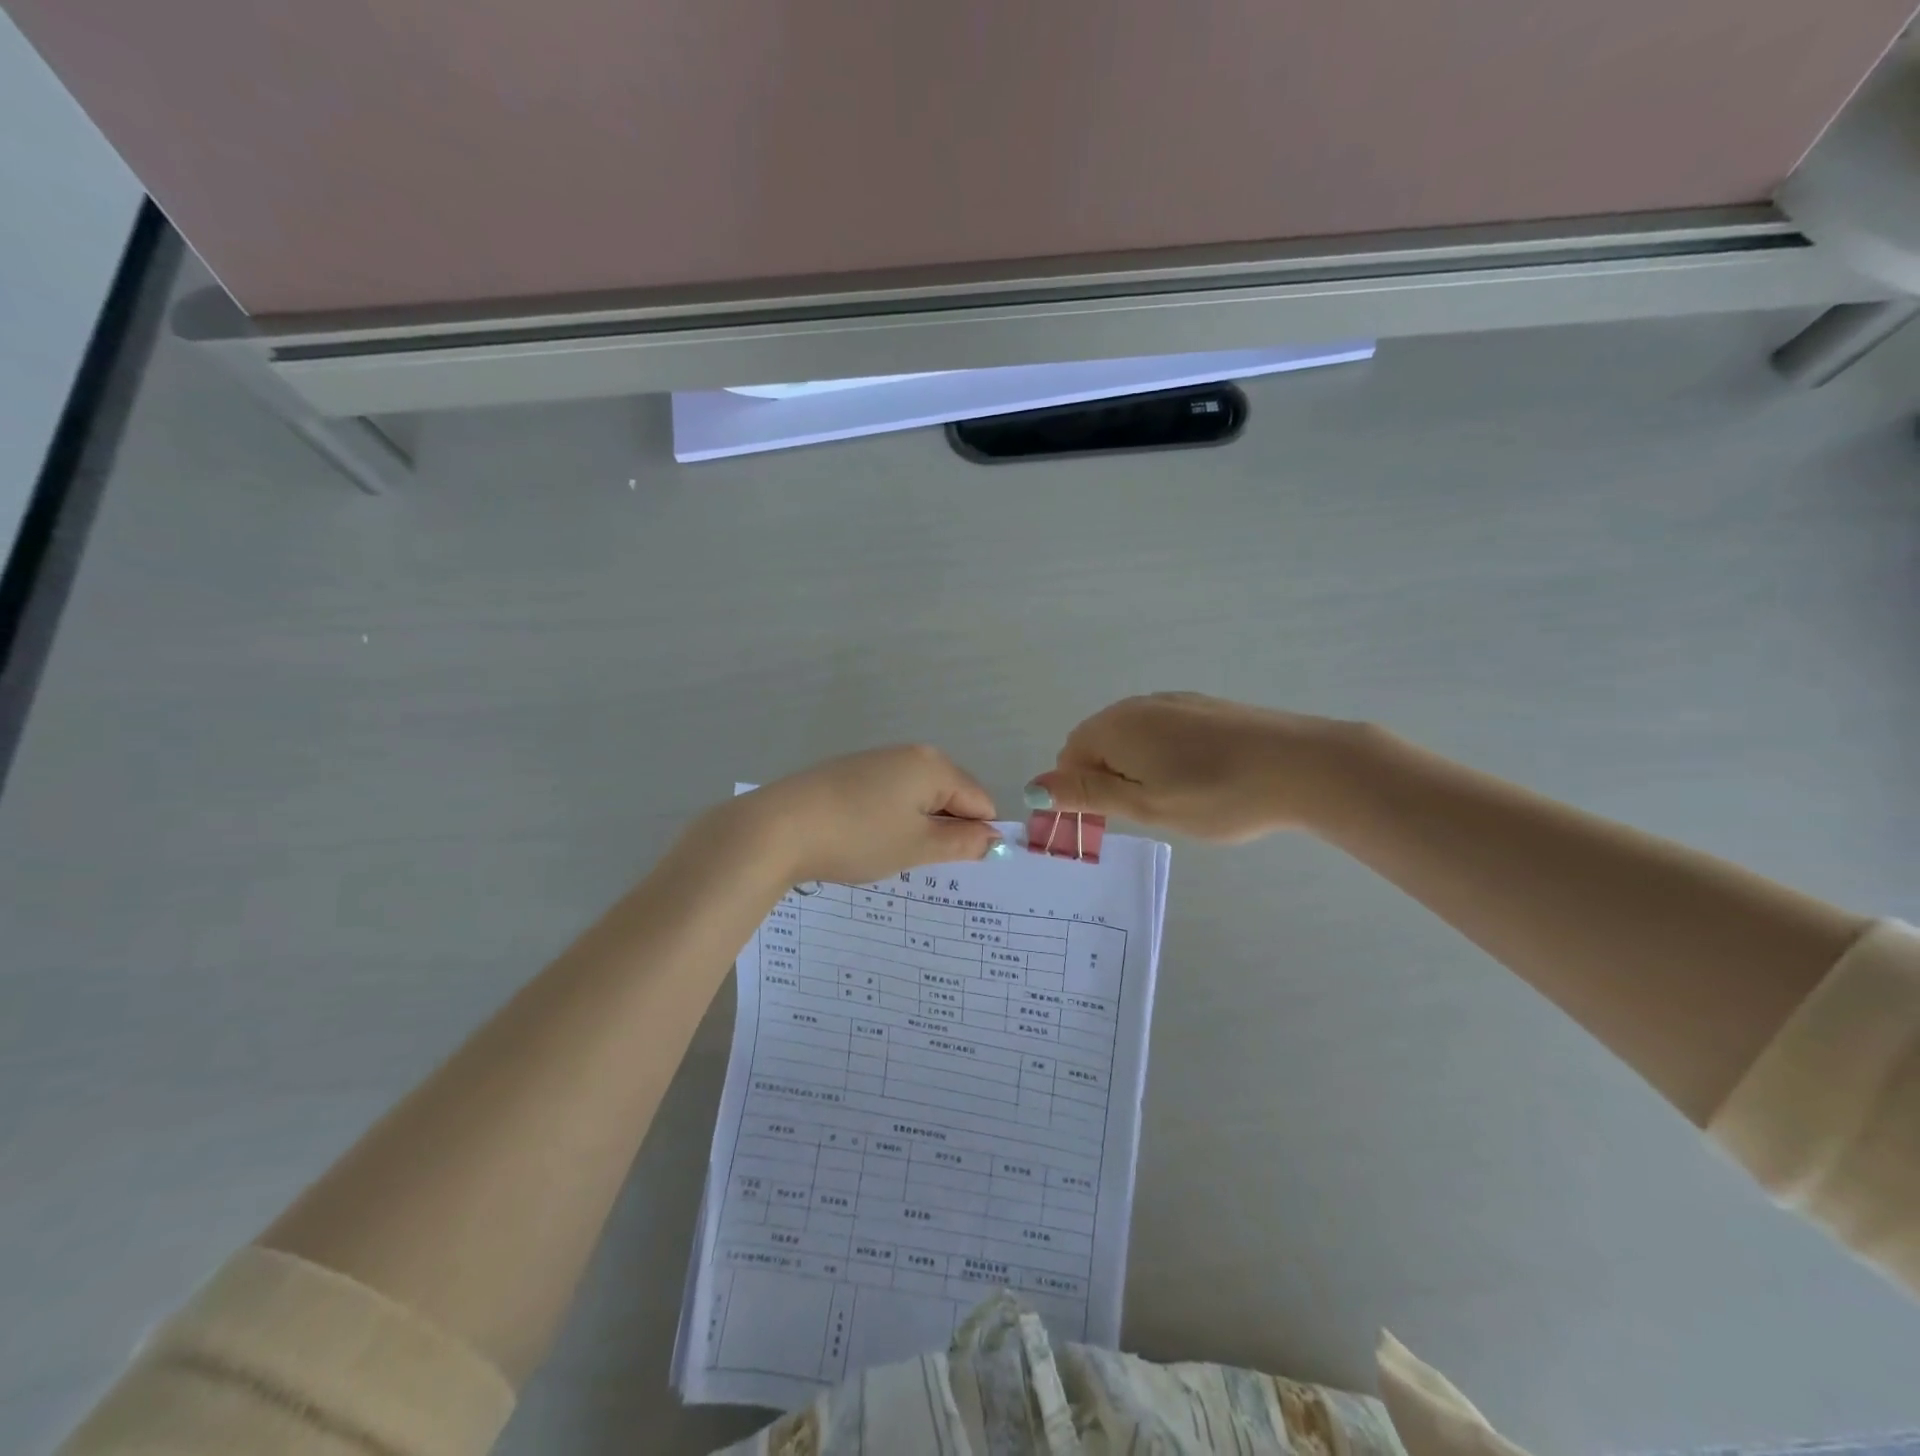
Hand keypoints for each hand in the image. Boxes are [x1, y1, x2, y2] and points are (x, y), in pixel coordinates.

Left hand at [731, 745, 1002, 884]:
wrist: (779, 827)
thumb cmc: (858, 837)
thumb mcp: (917, 846)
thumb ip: (962, 842)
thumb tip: (994, 838)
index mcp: (934, 766)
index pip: (981, 801)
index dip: (978, 836)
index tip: (959, 866)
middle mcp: (911, 754)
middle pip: (952, 795)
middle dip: (947, 830)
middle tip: (923, 863)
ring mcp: (878, 760)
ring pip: (919, 797)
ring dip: (918, 827)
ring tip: (891, 854)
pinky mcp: (851, 772)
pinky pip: (890, 795)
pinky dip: (890, 819)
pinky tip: (866, 840)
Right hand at [1027, 692, 1355, 842]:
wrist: (1303, 766)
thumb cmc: (1216, 794)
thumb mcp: (1145, 805)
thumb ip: (1087, 793)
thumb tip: (1032, 786)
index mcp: (1114, 727)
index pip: (1069, 758)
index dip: (1081, 793)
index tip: (1113, 822)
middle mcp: (1136, 705)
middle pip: (1098, 745)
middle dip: (1109, 780)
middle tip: (1148, 814)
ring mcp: (1173, 701)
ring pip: (1133, 739)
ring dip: (1138, 770)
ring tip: (1178, 800)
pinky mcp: (1203, 706)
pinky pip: (1163, 732)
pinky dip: (1166, 757)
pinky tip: (1201, 778)